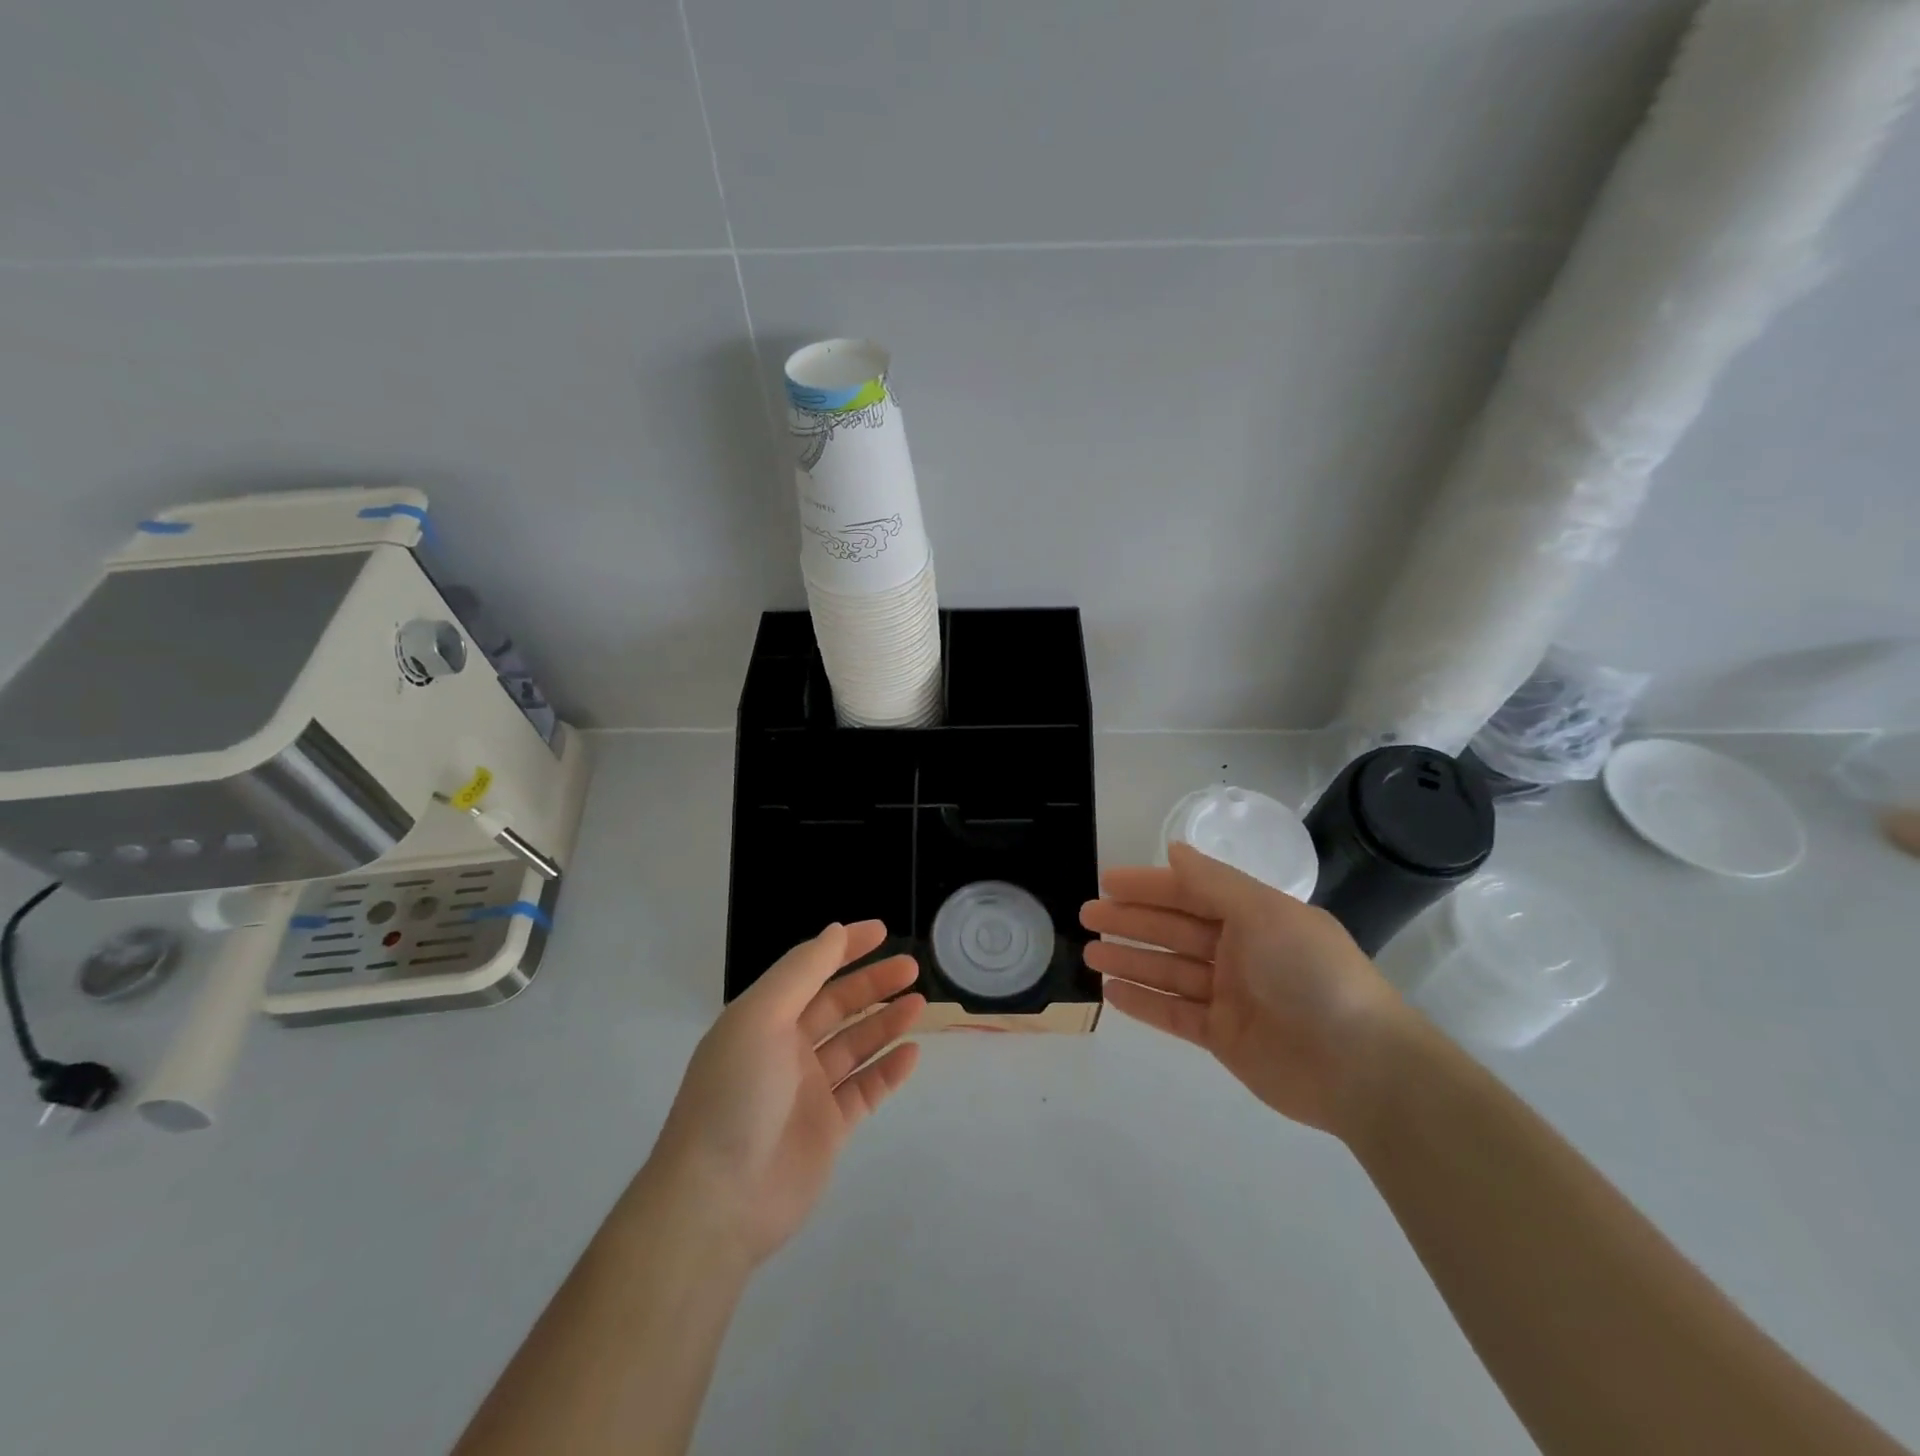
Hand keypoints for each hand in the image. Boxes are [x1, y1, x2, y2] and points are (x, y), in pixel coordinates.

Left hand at [649, 922, 924, 1266]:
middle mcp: (785, 1049)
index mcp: (763, 1019)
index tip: (882, 931)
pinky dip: (889, 1071)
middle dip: (873, 984)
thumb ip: (801, 972)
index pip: (809, 970)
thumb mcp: (761, 1017)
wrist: (718, 1202)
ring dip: (886, 1022)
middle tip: (911, 968)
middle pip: (837, 1005)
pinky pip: (866, 1090)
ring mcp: (808, 1090)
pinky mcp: (829, 1129)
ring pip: (855, 1045)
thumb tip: (835, 932)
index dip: (844, 948)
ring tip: (919, 1004)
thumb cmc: (736, 1094)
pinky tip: (912, 1053)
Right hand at [1081, 843, 1406, 1137]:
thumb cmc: (1310, 974)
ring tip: (1089, 952)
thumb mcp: (1264, 913)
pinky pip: (1174, 1013)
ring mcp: (1230, 996)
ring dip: (1130, 959)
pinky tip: (1112, 992)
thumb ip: (1214, 882)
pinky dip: (1144, 1002)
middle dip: (1130, 921)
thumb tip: (1174, 849)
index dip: (1148, 885)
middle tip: (1087, 916)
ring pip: (1168, 971)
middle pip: (1173, 930)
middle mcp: (1239, 951)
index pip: (1190, 892)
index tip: (1107, 882)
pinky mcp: (1223, 1037)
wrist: (1359, 1066)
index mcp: (1253, 916)